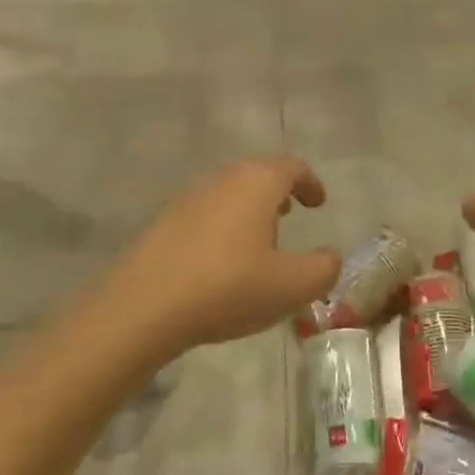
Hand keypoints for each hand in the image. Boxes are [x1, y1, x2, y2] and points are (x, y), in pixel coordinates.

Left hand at [103, 156, 340, 354]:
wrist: (144, 307)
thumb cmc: (228, 287)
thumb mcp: (292, 286)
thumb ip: (323, 269)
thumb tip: (330, 257)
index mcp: (257, 183)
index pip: (292, 167)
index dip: (310, 183)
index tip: (318, 203)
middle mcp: (223, 179)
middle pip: (257, 173)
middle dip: (277, 191)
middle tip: (289, 214)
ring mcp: (188, 198)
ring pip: (228, 192)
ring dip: (248, 209)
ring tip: (258, 240)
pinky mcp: (163, 222)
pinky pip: (205, 213)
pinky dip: (222, 225)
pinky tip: (221, 260)